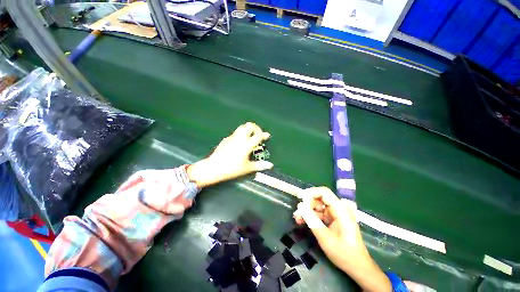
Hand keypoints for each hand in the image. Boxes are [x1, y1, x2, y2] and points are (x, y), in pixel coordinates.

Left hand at [187, 122, 272, 187]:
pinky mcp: (226, 139)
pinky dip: (240, 134)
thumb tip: (270, 165)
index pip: (258, 136)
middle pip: (249, 125)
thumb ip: (259, 165)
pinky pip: (235, 133)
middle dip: (256, 128)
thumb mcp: (247, 168)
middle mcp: (240, 138)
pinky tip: (239, 143)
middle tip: (258, 134)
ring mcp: (232, 137)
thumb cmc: (232, 169)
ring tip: (250, 136)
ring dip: (248, 129)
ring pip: (241, 127)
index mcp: (246, 145)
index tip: (267, 136)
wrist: (213, 167)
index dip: (264, 135)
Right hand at [294, 187, 391, 291]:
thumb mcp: (326, 238)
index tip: (300, 198)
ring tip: (297, 218)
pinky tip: (302, 221)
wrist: (357, 267)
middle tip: (298, 212)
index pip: (324, 193)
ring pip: (317, 206)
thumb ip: (312, 221)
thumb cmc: (344, 254)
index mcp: (341, 211)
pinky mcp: (332, 220)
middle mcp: (338, 209)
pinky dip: (310, 216)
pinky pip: (319, 214)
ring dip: (307, 211)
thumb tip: (300, 206)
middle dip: (307, 203)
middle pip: (319, 198)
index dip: (311, 192)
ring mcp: (335, 215)